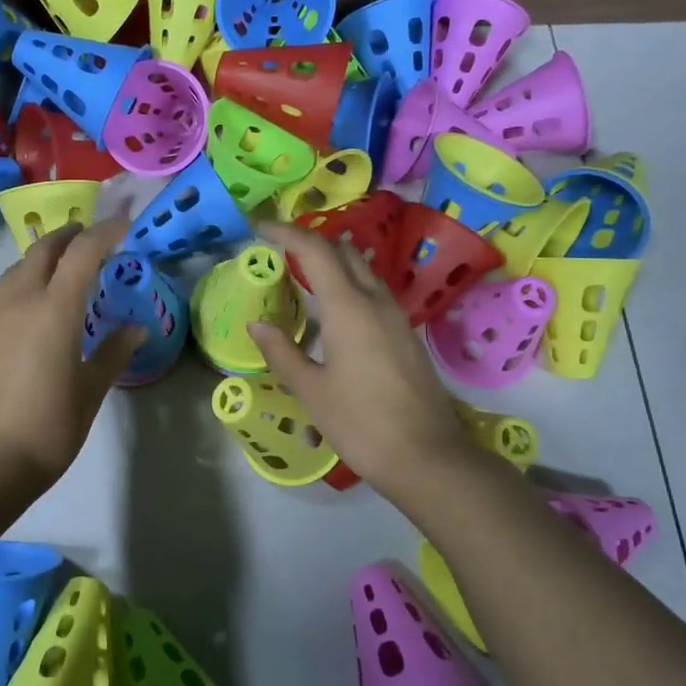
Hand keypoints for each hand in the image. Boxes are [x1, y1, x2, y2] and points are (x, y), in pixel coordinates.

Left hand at [0, 218, 143, 487]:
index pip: (82, 253)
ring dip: (42, 256)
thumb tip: (136, 328)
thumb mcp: (91, 389)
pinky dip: (27, 282)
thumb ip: (114, 352)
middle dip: (68, 236)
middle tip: (90, 237)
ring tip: (63, 265)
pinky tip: (38, 306)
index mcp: (55, 310)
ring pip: (18, 269)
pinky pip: (6, 294)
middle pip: (43, 251)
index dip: (104, 233)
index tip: (123, 226)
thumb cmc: (51, 426)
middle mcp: (21, 303)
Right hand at [249, 220, 476, 501]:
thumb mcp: (311, 390)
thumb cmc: (361, 423)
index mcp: (348, 307)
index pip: (314, 250)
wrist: (427, 457)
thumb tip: (258, 324)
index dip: (285, 232)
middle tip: (279, 250)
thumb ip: (282, 351)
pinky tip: (333, 312)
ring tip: (301, 277)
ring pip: (363, 271)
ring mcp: (396, 317)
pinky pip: (373, 293)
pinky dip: (348, 286)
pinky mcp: (406, 336)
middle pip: (344, 252)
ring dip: (332, 263)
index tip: (259, 228)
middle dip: (310, 241)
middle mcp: (376, 301)